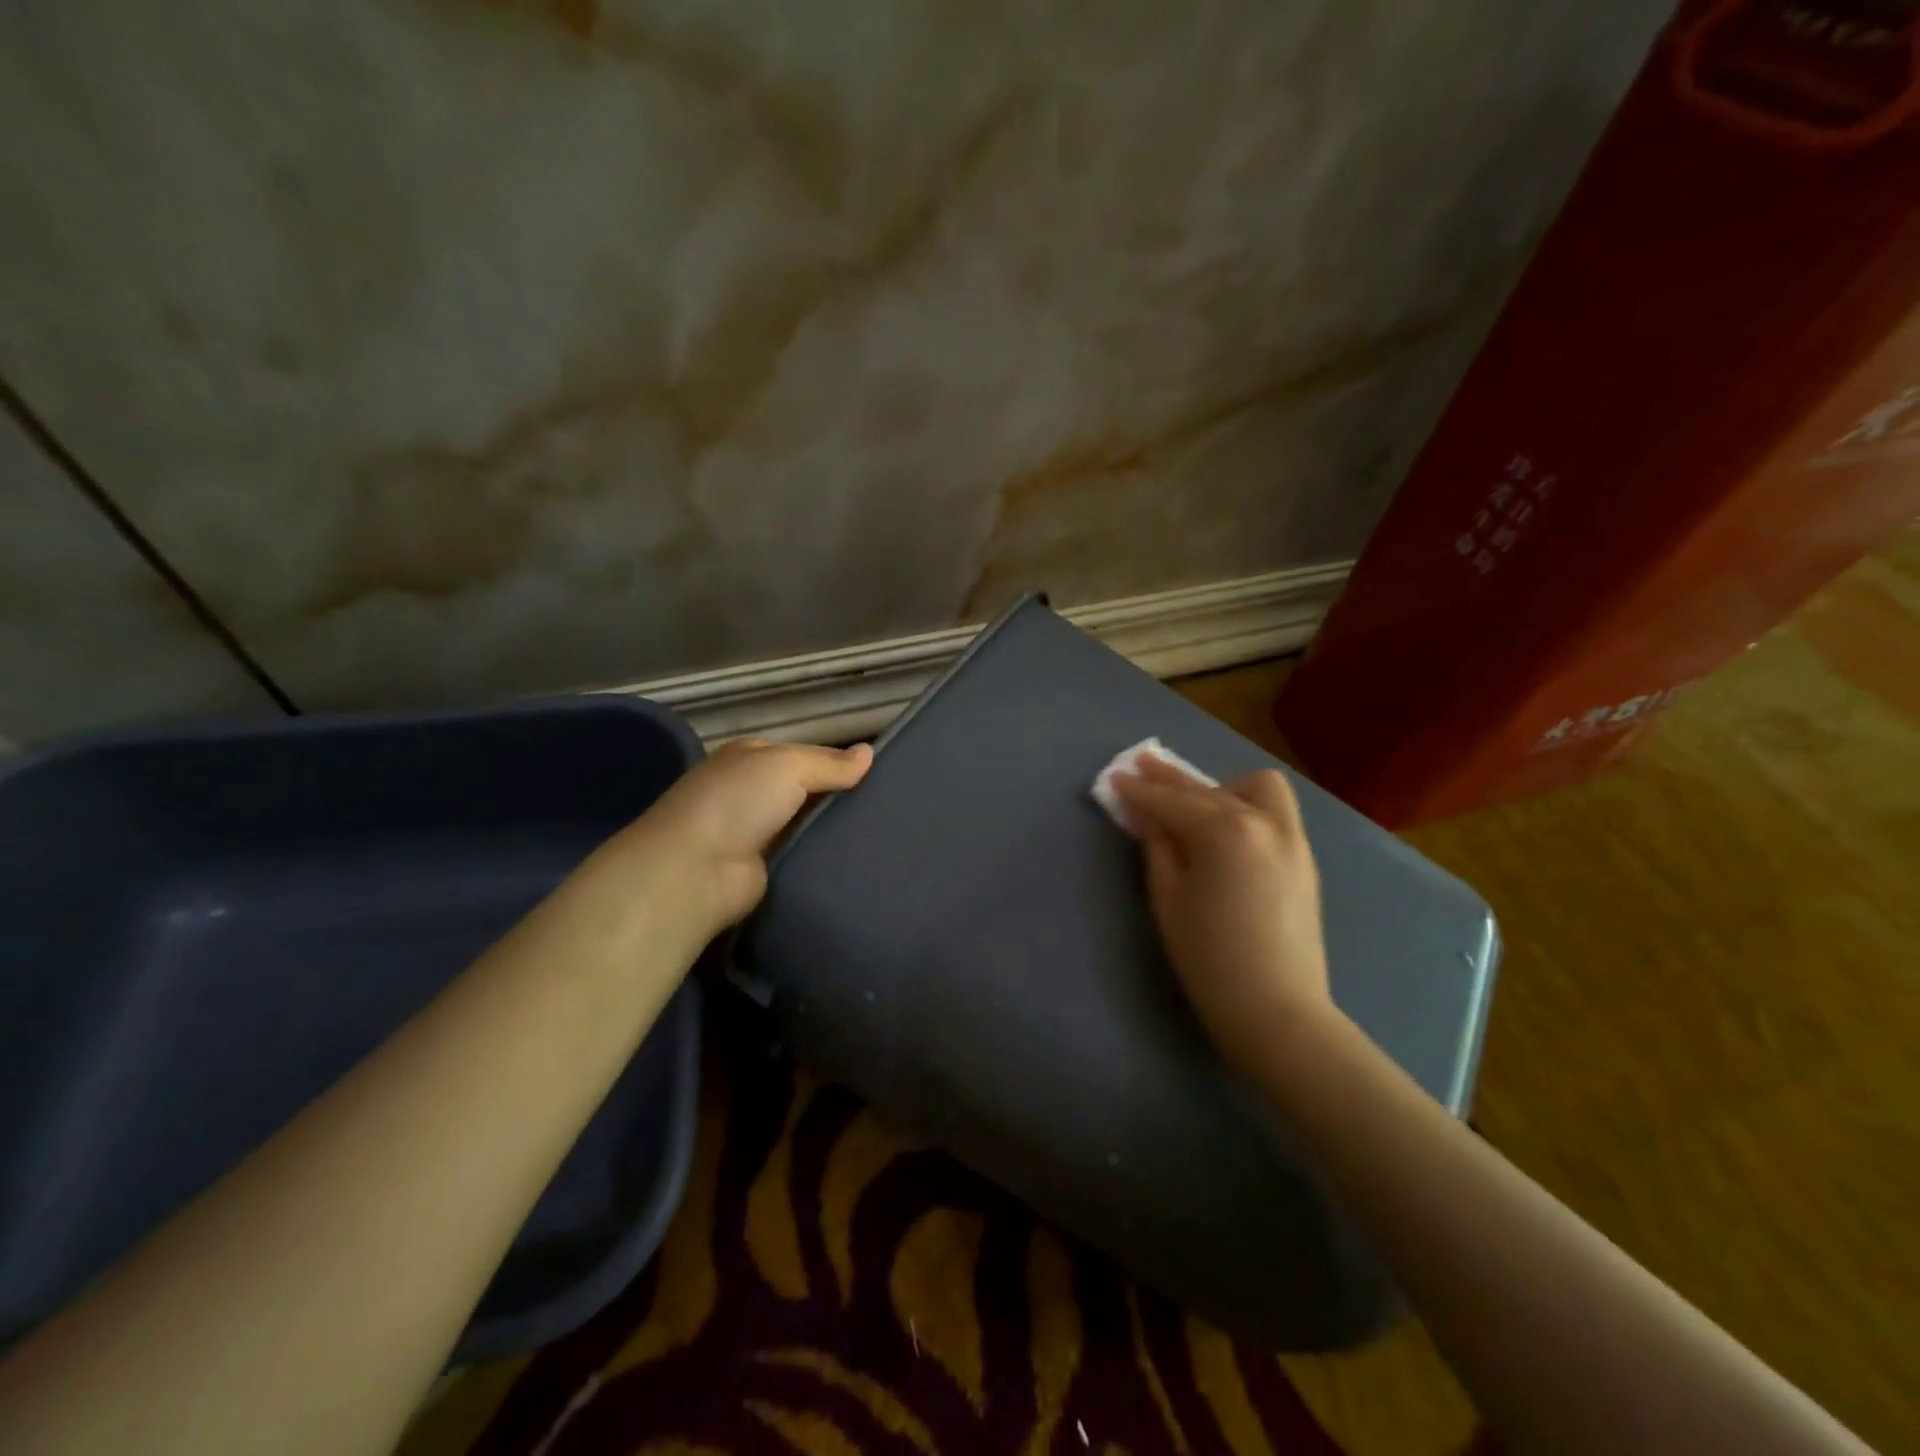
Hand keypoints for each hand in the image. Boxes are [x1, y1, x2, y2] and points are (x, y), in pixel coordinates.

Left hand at [566, 738, 871, 967]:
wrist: (695, 870)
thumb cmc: (738, 801)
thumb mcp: (788, 765)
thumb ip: (829, 763)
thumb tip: (869, 752)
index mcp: (751, 757)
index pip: (805, 755)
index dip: (839, 763)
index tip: (880, 776)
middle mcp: (750, 792)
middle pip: (807, 791)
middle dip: (840, 798)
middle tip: (890, 808)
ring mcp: (755, 833)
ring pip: (807, 825)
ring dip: (834, 830)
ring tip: (885, 835)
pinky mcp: (762, 870)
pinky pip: (802, 857)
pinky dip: (823, 857)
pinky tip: (859, 860)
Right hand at [1113, 754, 1334, 1070]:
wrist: (1277, 1010)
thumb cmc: (1209, 958)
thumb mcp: (1169, 899)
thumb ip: (1158, 846)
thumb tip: (1147, 813)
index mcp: (1224, 831)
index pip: (1172, 801)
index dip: (1139, 790)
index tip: (1116, 778)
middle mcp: (1262, 822)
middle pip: (1208, 789)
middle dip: (1171, 779)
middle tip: (1142, 766)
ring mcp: (1290, 837)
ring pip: (1254, 788)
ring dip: (1220, 788)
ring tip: (1195, 805)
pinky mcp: (1303, 857)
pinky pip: (1274, 811)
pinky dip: (1247, 805)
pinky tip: (1226, 826)